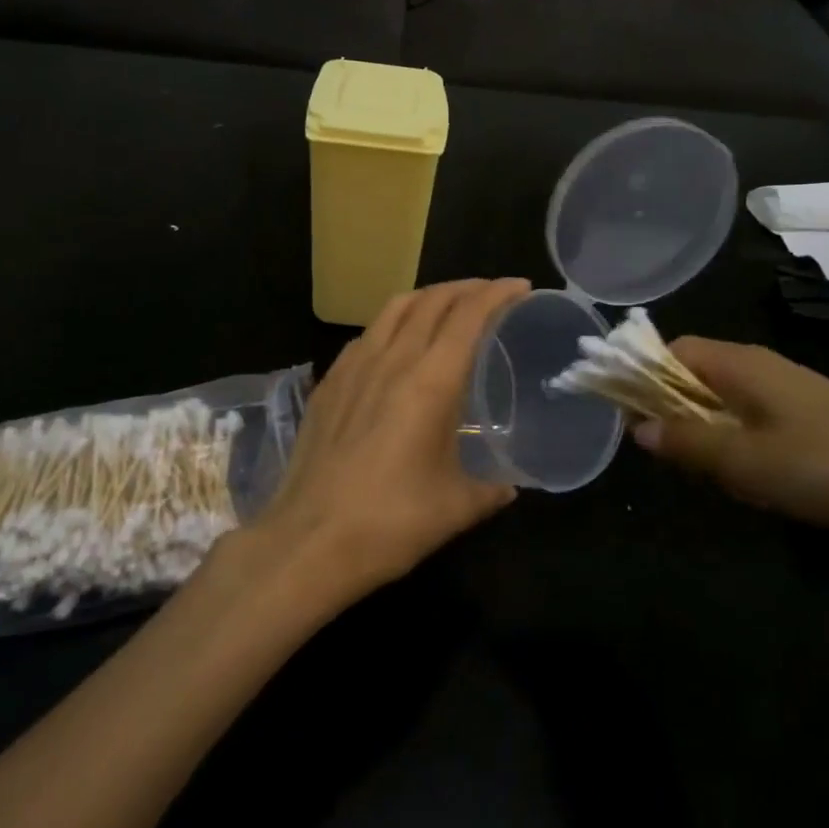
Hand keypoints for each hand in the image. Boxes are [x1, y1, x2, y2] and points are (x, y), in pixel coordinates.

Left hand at [256, 278, 530, 604]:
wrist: (308, 540)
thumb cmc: (390, 522)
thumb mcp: (456, 508)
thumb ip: (491, 490)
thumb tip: (508, 486)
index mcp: (430, 381)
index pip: (468, 316)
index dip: (497, 294)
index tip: (520, 287)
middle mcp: (391, 360)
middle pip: (431, 300)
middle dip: (466, 288)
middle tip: (490, 294)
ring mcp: (352, 367)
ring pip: (394, 309)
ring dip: (427, 297)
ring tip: (446, 307)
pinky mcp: (327, 383)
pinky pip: (366, 334)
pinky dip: (392, 323)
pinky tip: (396, 345)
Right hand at [635, 337, 828, 549]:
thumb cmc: (828, 465)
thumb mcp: (745, 461)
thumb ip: (687, 443)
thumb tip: (638, 429)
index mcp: (740, 364)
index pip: (672, 350)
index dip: (639, 373)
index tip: (621, 410)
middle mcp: (763, 367)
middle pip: (696, 371)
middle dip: (666, 402)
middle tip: (657, 446)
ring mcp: (793, 392)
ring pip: (726, 396)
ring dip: (700, 423)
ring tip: (695, 464)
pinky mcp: (817, 418)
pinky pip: (754, 415)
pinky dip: (733, 435)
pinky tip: (744, 471)